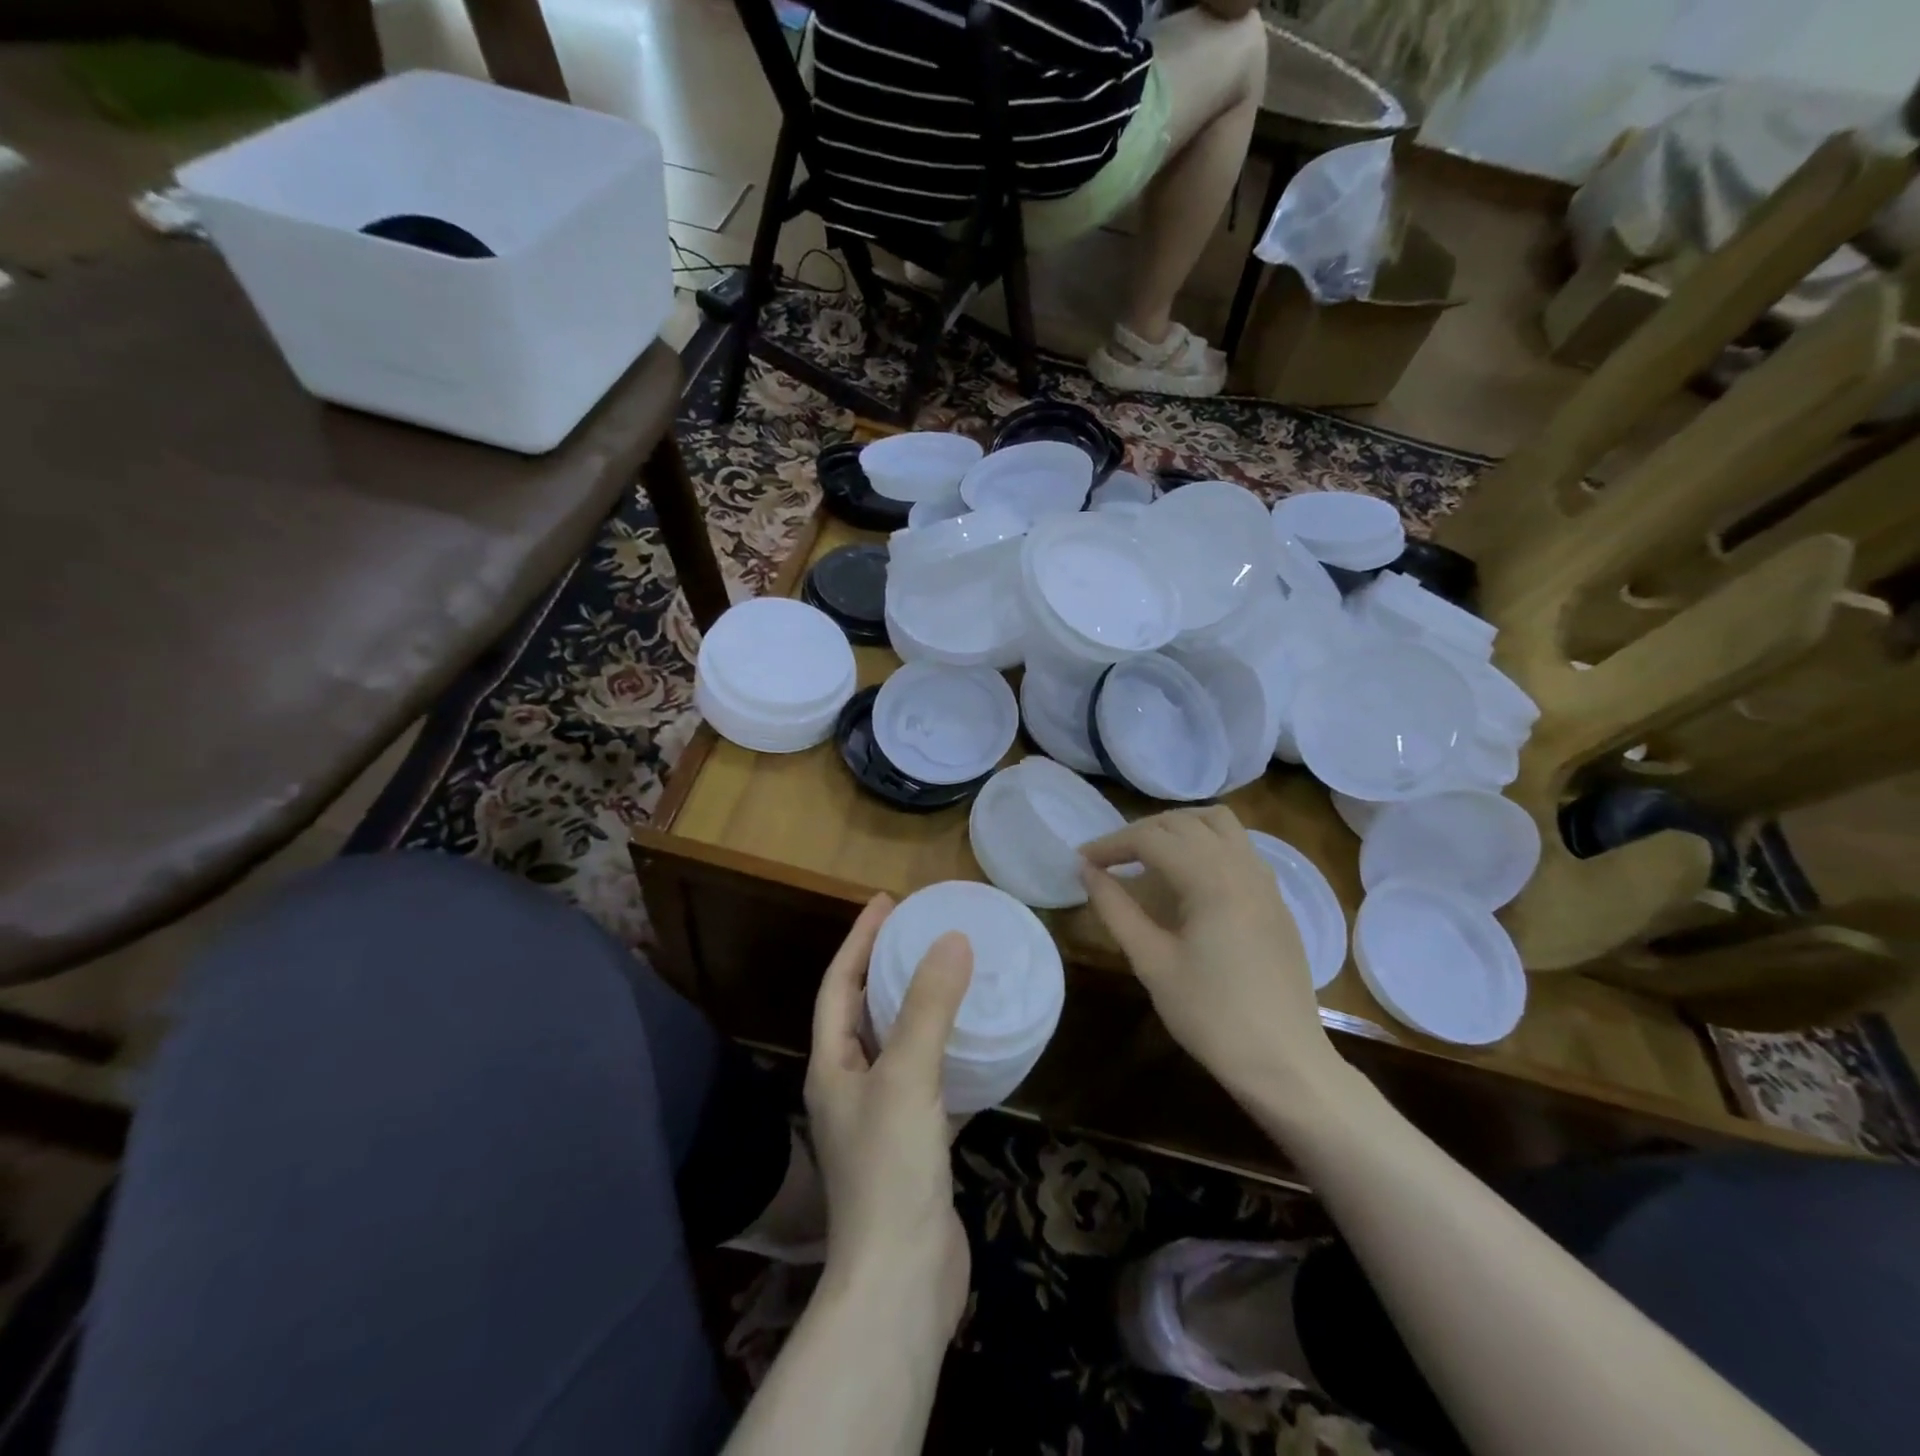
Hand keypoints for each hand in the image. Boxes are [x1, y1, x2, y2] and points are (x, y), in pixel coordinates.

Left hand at [806, 895, 971, 1334]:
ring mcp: (882, 1119)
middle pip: (865, 1010)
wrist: (902, 1282)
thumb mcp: (907, 1076)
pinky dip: (951, 1056)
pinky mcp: (916, 1146)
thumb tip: (953, 939)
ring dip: (921, 1009)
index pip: (839, 983)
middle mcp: (850, 1086)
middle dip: (887, 967)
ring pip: (900, 1046)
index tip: (887, 901)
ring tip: (955, 976)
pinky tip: (980, 1045)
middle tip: (924, 932)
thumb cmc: (891, 1170)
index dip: (859, 939)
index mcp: (832, 1065)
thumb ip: (928, 1006)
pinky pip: (932, 1082)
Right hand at [1078, 807, 1341, 1099]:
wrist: (1285, 1062)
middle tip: (1109, 860)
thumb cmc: (1211, 1015)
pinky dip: (1206, 843)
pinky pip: (1239, 847)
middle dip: (1140, 833)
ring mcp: (1266, 880)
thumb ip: (1116, 909)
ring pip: (1218, 824)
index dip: (1111, 844)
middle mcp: (1242, 865)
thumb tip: (1087, 871)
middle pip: (1183, 823)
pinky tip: (1188, 877)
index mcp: (1212, 879)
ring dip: (1178, 828)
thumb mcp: (1152, 963)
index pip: (1151, 839)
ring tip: (1148, 856)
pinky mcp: (1276, 899)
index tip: (1082, 860)